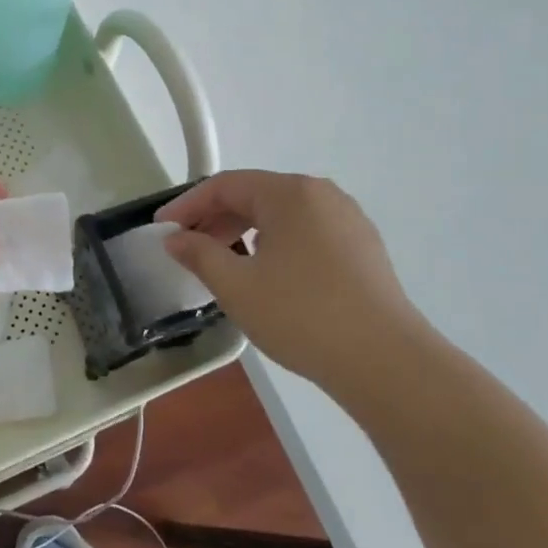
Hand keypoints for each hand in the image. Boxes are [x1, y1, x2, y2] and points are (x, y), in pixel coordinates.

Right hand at [157, 170, 437, 398]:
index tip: (162, 230)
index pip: (225, 185)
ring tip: (222, 264)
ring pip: (282, 216)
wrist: (385, 362)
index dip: (187, 205)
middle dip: (215, 219)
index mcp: (290, 193)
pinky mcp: (363, 249)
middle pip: (255, 196)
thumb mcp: (236, 286)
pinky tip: (266, 275)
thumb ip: (199, 254)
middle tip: (187, 249)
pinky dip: (275, 245)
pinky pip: (306, 233)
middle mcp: (321, 195)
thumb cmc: (301, 314)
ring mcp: (348, 221)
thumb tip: (175, 239)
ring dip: (244, 233)